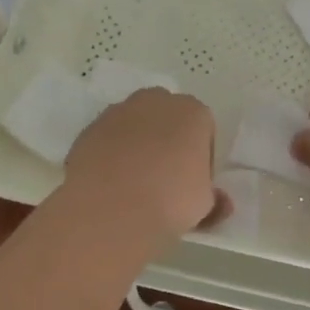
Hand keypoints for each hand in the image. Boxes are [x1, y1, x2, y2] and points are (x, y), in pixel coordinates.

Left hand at [64, 89, 222, 237]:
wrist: (110, 208)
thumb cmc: (171, 200)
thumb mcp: (205, 205)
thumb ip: (215, 199)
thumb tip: (221, 203)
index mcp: (193, 112)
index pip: (203, 130)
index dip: (201, 157)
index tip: (194, 183)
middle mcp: (156, 101)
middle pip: (167, 118)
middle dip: (168, 141)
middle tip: (166, 179)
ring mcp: (118, 112)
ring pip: (134, 125)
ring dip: (138, 145)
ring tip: (134, 184)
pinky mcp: (89, 129)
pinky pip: (108, 140)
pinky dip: (111, 155)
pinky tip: (111, 185)